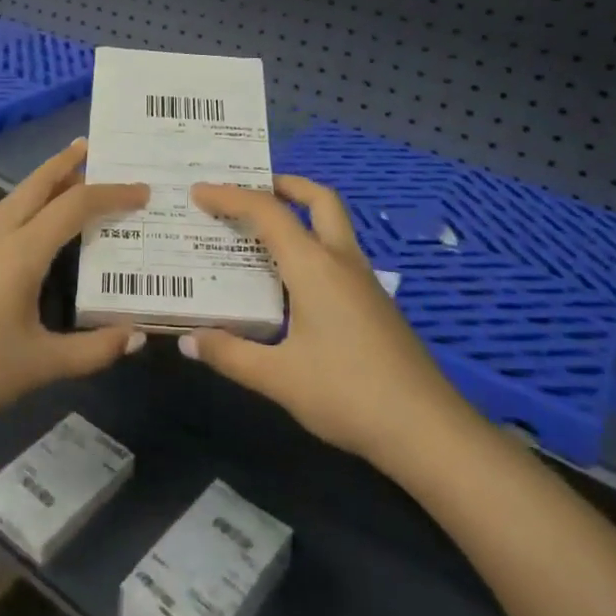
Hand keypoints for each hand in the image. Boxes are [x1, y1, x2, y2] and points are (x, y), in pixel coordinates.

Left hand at [0, 141, 148, 436]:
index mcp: (22, 252)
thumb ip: (93, 351)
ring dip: (43, 181)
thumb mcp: (40, 365)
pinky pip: (4, 216)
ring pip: (16, 198)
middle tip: (92, 145)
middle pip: (36, 185)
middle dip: (66, 163)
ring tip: (68, 174)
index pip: (74, 207)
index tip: (142, 192)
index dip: (111, 195)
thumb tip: (138, 335)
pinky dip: (28, 203)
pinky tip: (34, 223)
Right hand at [182, 177, 465, 466]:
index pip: (267, 212)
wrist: (427, 429)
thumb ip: (231, 355)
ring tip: (263, 233)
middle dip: (284, 185)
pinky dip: (311, 247)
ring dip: (301, 215)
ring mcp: (363, 281)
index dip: (230, 196)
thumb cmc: (347, 394)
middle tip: (251, 190)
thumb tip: (188, 341)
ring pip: (333, 225)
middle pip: (318, 199)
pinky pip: (337, 254)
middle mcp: (340, 261)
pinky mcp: (374, 303)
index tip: (199, 191)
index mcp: (314, 266)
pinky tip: (293, 283)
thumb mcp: (279, 378)